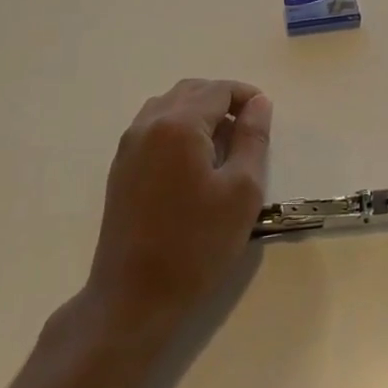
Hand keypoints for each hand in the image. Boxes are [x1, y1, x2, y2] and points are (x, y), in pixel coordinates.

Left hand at [84, 79, 272, 334]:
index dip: (247, 96)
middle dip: (223, 100)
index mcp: (179, 124)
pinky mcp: (121, 167)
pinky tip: (194, 160)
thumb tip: (259, 103)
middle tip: (249, 129)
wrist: (133, 297)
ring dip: (199, 111)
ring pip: (170, 105)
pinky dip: (179, 127)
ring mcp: (129, 145)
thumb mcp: (242, 191)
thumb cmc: (197, 244)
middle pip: (192, 90)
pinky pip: (153, 126)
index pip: (219, 90)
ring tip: (223, 143)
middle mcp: (149, 124)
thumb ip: (253, 138)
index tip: (266, 118)